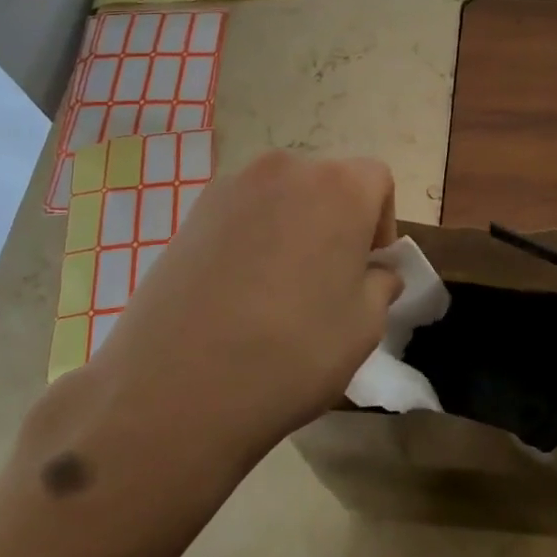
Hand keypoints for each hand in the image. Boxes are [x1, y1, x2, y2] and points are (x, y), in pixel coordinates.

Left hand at [89, 150, 399, 463]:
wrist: (175, 387)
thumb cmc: (292, 352)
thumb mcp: (363, 328)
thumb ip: (380, 285)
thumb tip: (375, 273)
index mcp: (340, 187)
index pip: (377, 180)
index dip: (380, 222)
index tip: (368, 268)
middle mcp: (287, 169)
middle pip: (327, 183)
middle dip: (336, 222)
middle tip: (327, 279)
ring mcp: (231, 187)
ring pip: (282, 197)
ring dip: (293, 227)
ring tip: (279, 288)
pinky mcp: (191, 213)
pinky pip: (241, 214)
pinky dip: (252, 238)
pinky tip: (238, 291)